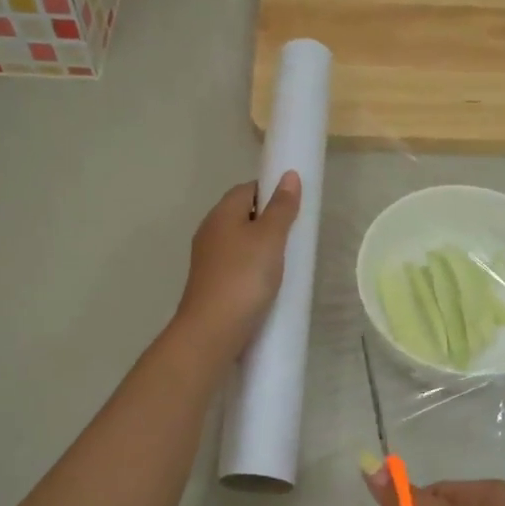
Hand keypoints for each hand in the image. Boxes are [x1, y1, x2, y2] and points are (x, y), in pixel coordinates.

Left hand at [175, 172, 300, 356]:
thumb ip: (281, 207)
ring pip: (240, 242)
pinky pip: (237, 265)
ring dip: (262, 247)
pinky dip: (254, 268)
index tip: (295, 206)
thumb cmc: (244, 277)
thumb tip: (289, 175)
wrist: (212, 330)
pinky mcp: (212, 283)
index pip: (247, 188)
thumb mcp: (270, 238)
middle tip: (296, 235)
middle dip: (269, 220)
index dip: (271, 191)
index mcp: (221, 214)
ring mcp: (208, 260)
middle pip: (243, 215)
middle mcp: (210, 232)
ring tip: (287, 260)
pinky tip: (268, 282)